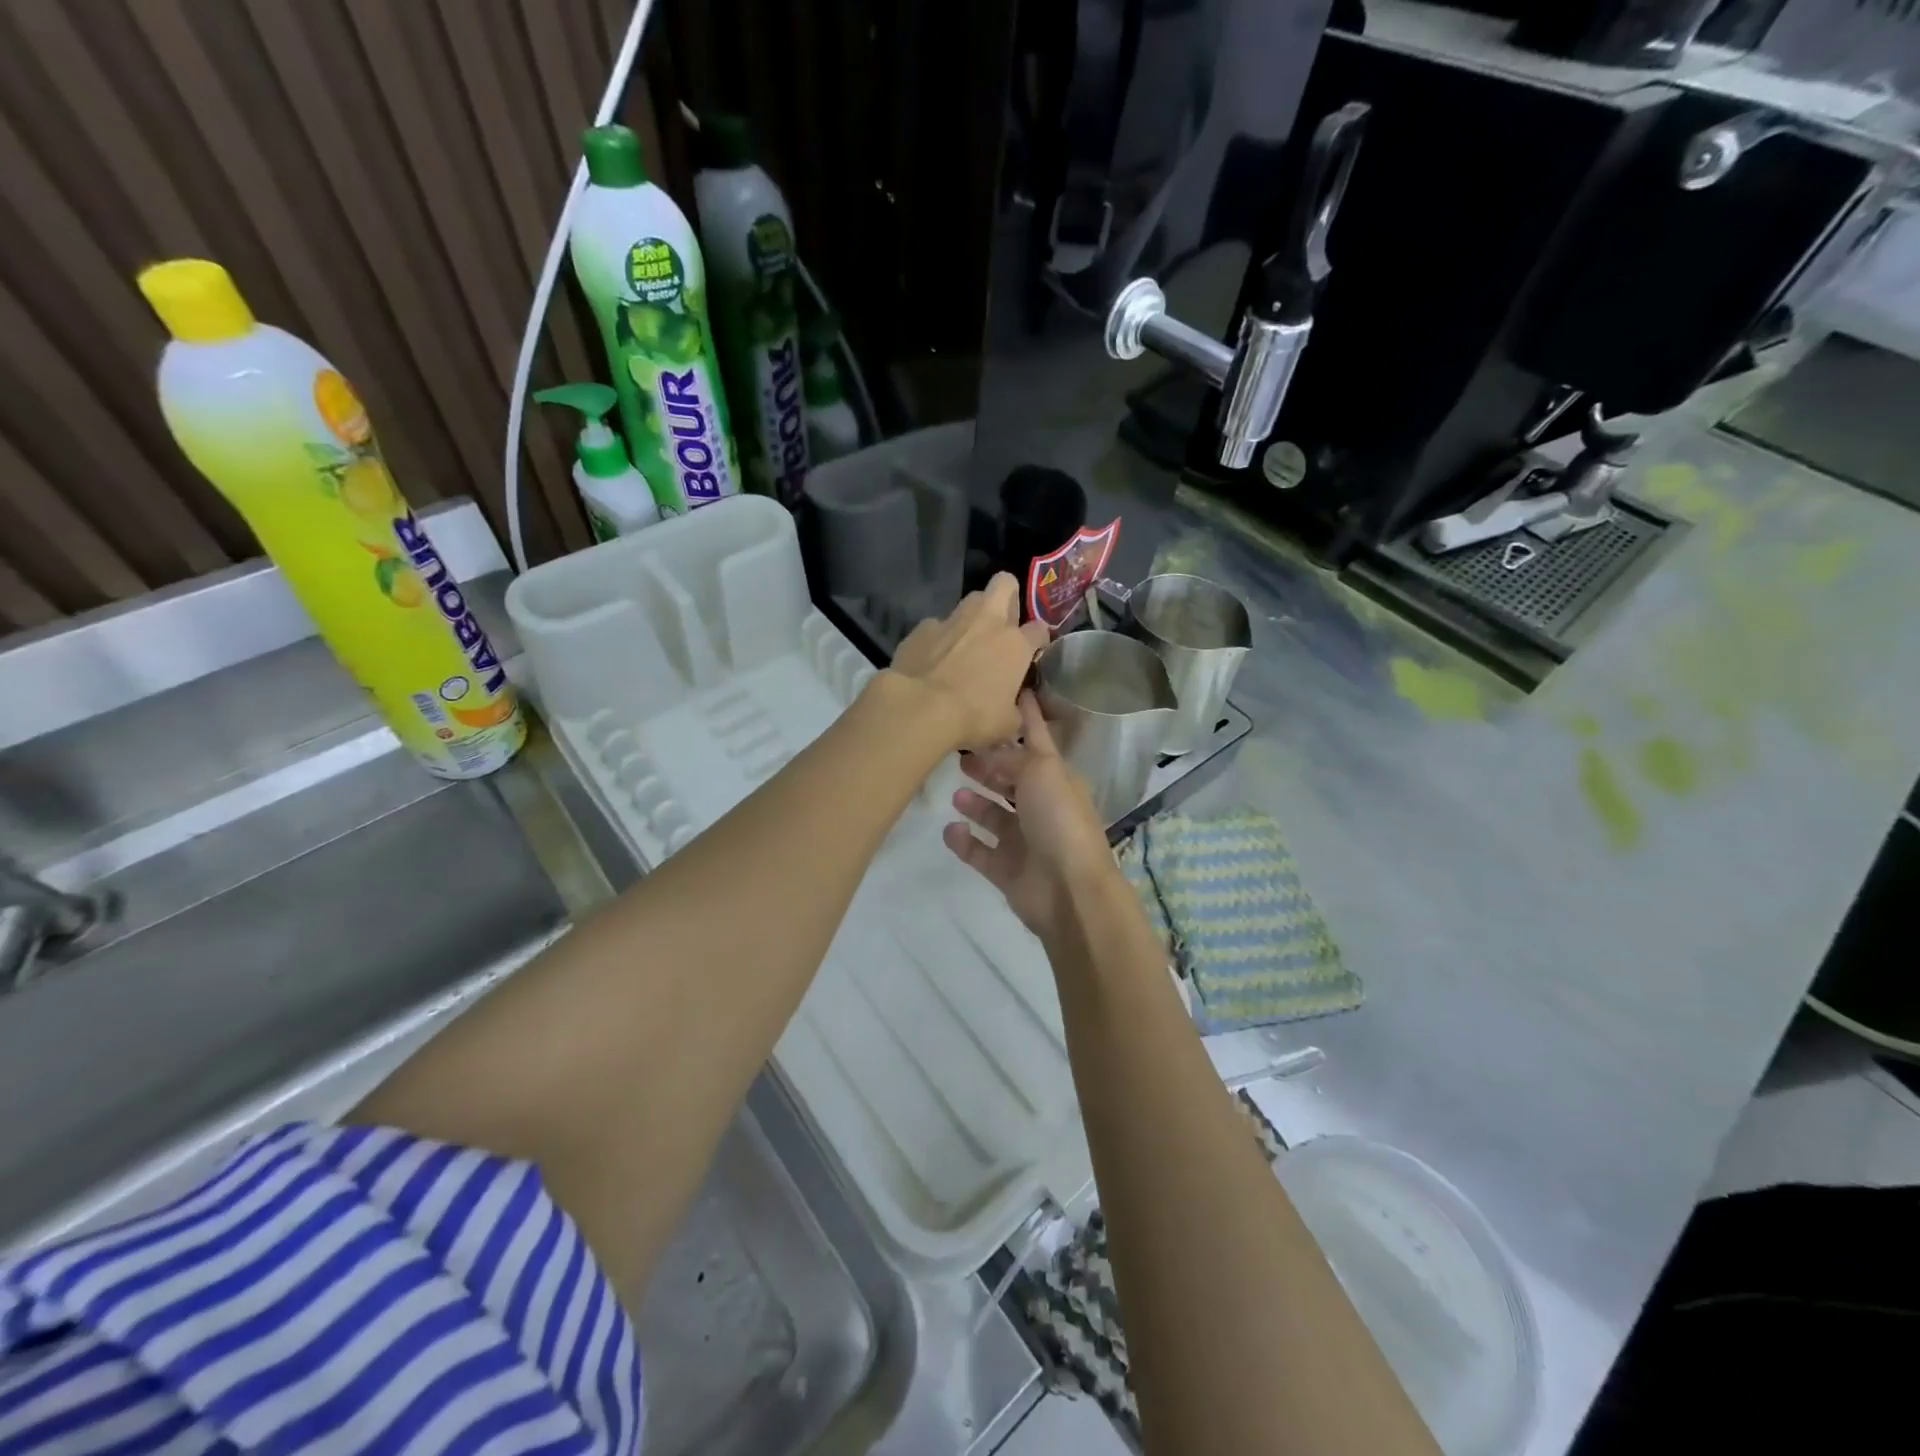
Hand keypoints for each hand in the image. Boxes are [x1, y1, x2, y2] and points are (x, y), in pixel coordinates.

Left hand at [887, 574, 1050, 750]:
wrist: (921, 707)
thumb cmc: (973, 717)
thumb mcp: (1007, 724)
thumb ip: (1016, 709)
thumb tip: (1013, 708)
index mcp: (1015, 645)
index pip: (1039, 629)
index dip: (1038, 639)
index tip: (1033, 651)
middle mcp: (987, 622)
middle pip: (1004, 584)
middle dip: (1008, 596)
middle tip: (1003, 622)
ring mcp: (952, 620)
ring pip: (970, 600)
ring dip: (973, 616)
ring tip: (966, 640)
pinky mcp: (922, 628)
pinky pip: (936, 625)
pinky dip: (938, 638)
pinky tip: (933, 658)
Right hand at [942, 692, 1116, 940]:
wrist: (1069, 890)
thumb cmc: (1059, 820)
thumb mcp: (1041, 771)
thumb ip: (1013, 757)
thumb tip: (991, 752)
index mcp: (1056, 778)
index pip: (1038, 739)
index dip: (1027, 717)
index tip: (1013, 691)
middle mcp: (1041, 806)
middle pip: (1010, 779)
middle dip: (989, 766)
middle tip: (960, 754)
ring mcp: (1024, 840)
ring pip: (994, 815)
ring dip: (976, 803)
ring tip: (956, 793)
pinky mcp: (1006, 869)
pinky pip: (979, 851)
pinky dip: (964, 841)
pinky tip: (951, 829)